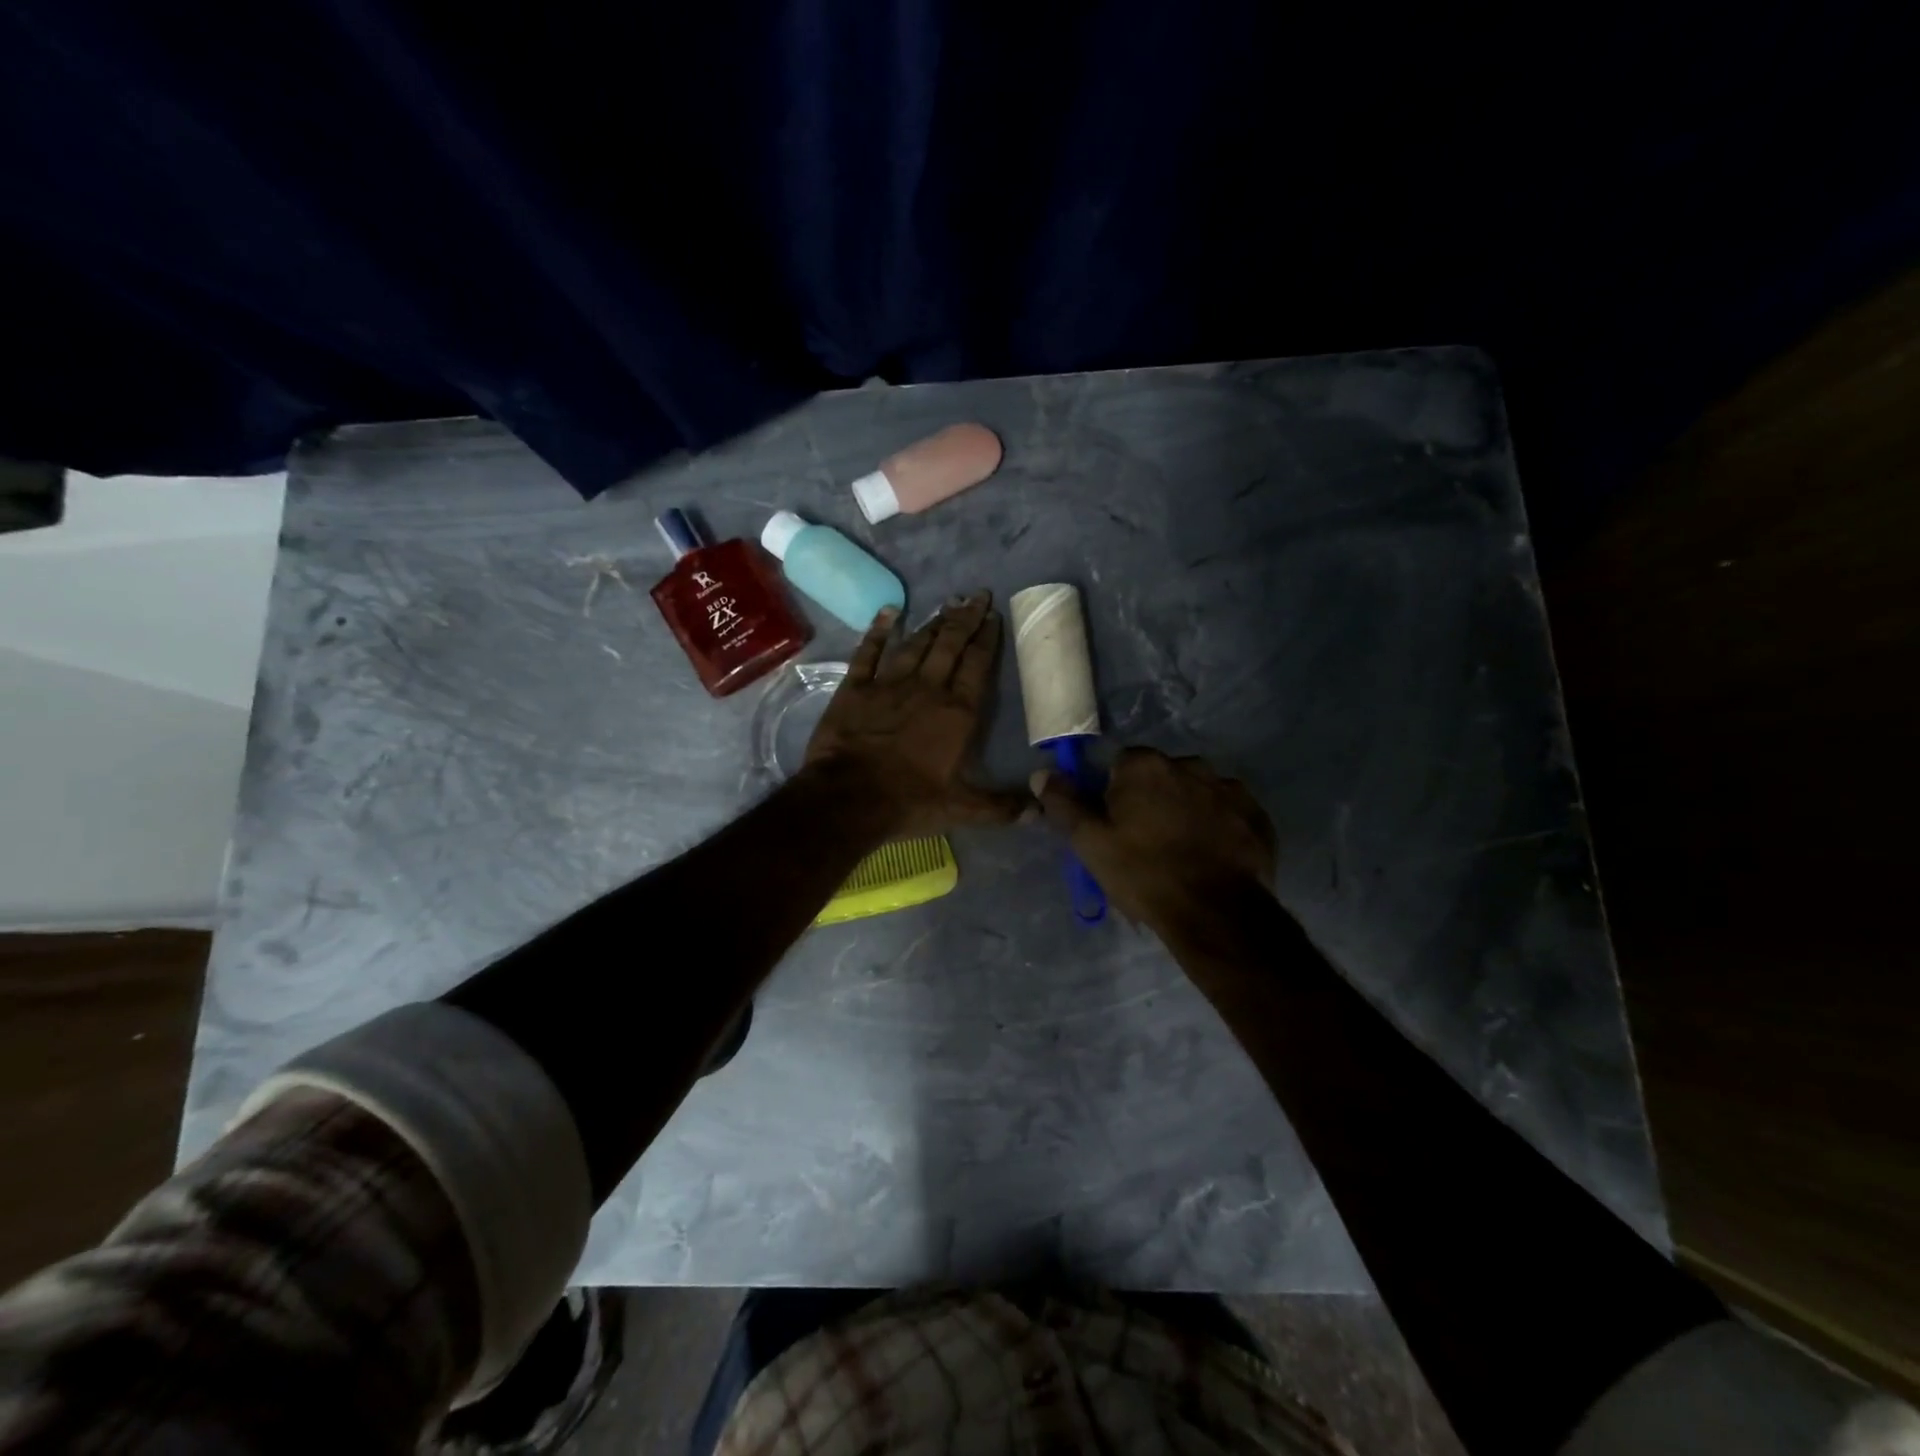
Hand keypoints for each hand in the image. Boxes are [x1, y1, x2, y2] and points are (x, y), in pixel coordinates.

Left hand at [806, 592, 1026, 834]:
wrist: (848, 798)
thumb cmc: (910, 802)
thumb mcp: (962, 810)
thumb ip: (1001, 807)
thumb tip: (1040, 811)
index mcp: (957, 713)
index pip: (977, 666)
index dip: (987, 639)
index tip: (994, 616)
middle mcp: (927, 688)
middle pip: (950, 645)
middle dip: (966, 618)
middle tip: (977, 595)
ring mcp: (889, 684)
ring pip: (916, 644)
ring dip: (933, 622)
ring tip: (947, 603)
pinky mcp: (855, 688)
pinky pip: (869, 652)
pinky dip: (879, 631)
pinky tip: (890, 612)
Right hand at [1032, 747, 1276, 929]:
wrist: (1217, 913)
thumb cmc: (1145, 874)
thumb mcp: (1091, 844)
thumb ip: (1065, 804)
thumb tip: (1042, 774)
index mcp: (1144, 766)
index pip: (1120, 765)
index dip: (1114, 794)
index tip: (1115, 825)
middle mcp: (1189, 764)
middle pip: (1160, 776)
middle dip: (1152, 799)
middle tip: (1147, 842)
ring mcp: (1228, 788)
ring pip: (1196, 793)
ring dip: (1187, 811)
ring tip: (1183, 853)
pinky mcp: (1256, 815)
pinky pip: (1227, 812)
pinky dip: (1218, 827)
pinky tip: (1211, 858)